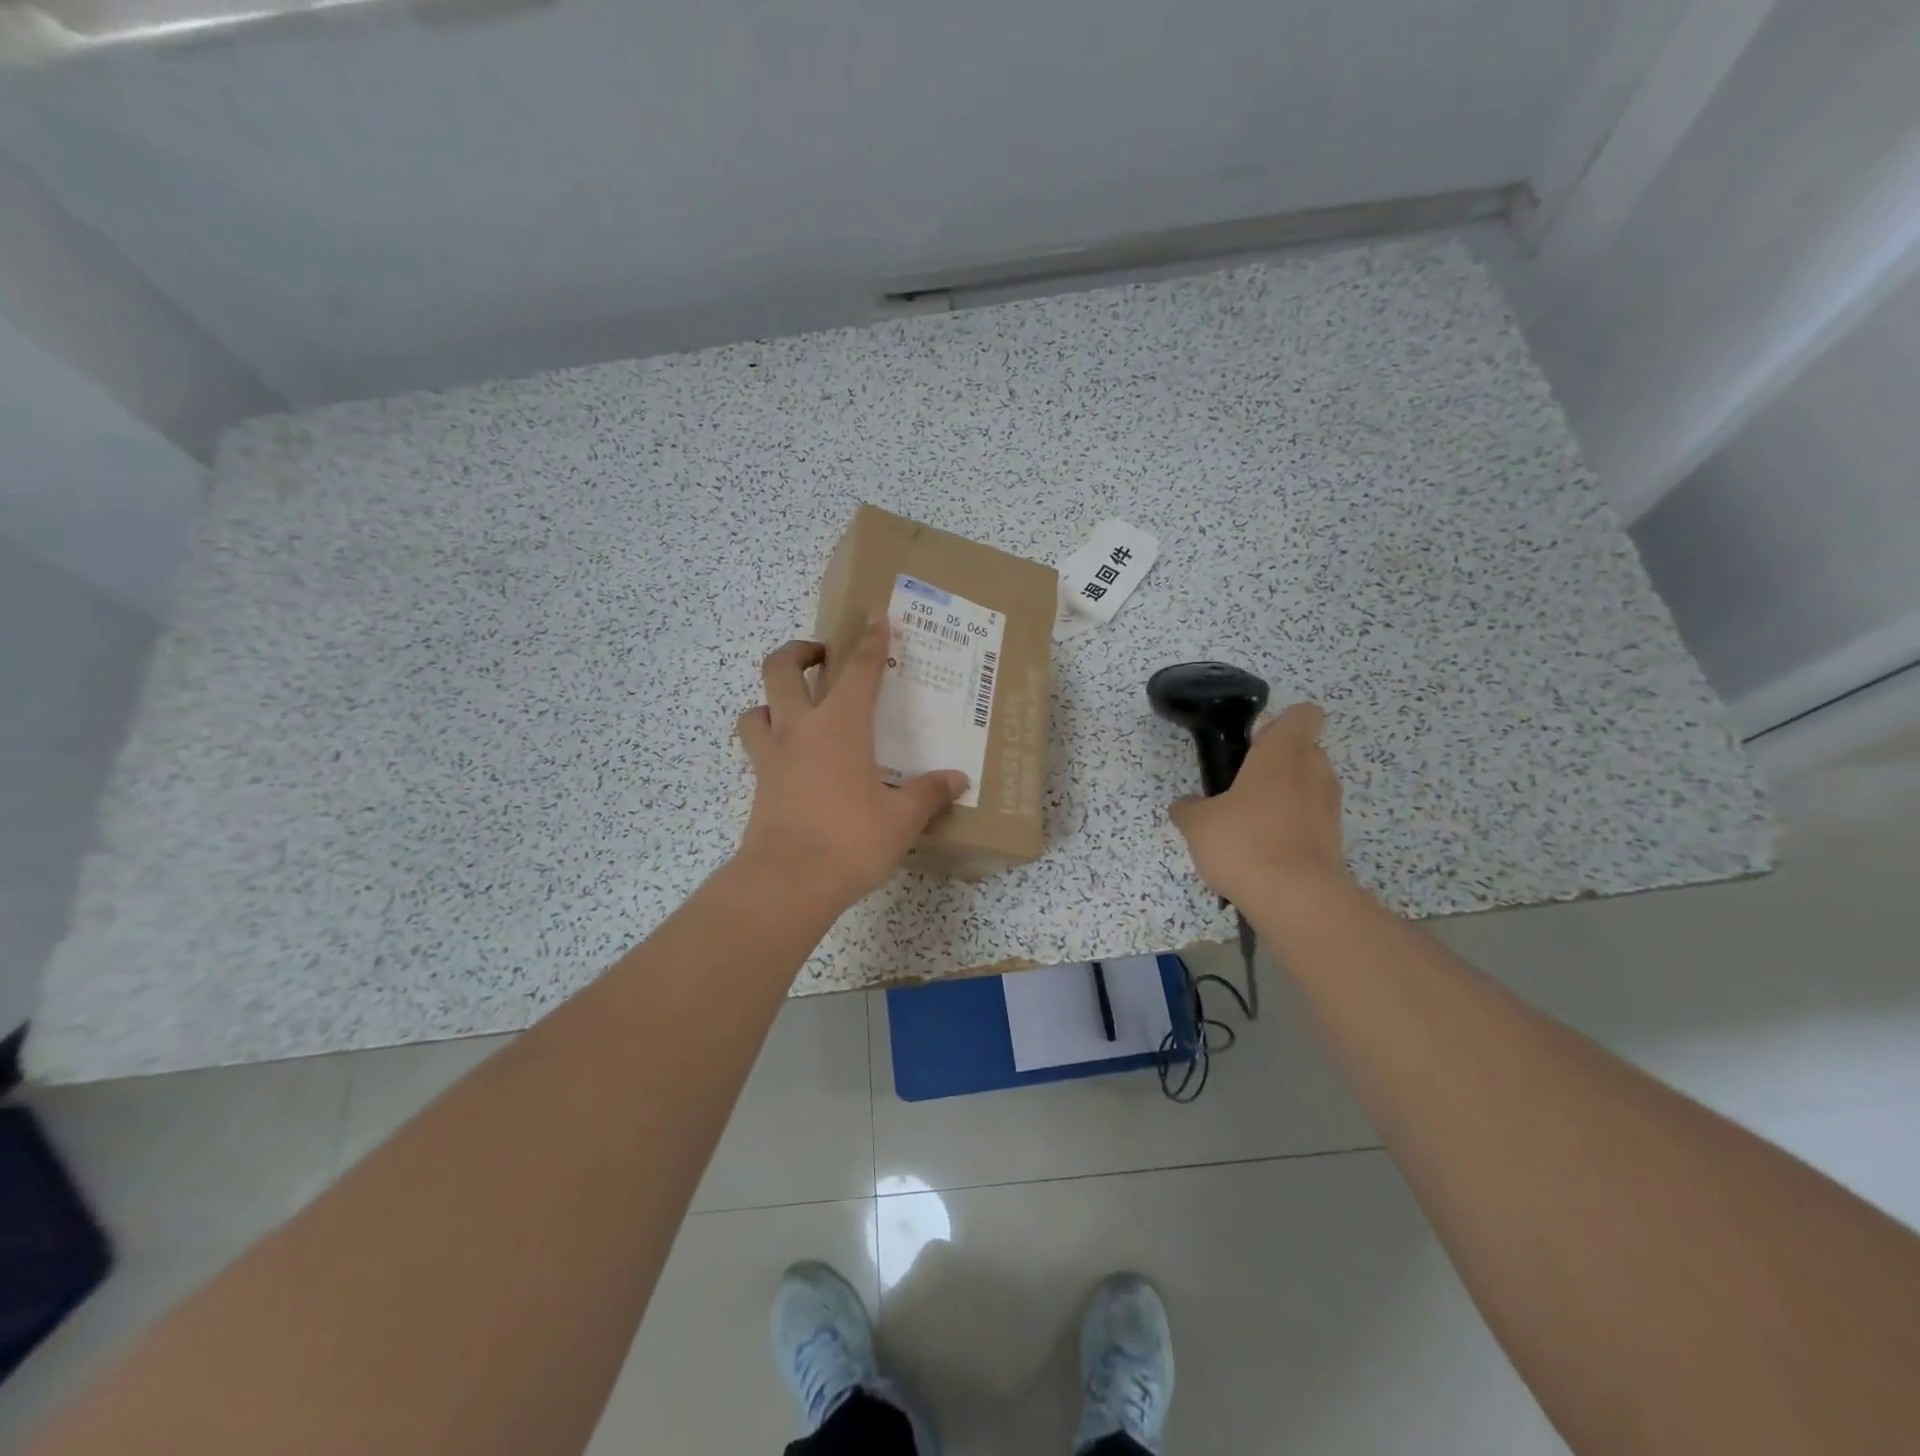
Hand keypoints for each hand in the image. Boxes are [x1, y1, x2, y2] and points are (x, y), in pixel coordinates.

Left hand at [734, 620, 967, 906]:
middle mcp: (800, 729)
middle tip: (821, 654)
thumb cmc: (850, 841)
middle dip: (799, 651)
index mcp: (840, 726)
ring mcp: (772, 757)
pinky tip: (791, 759)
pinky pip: (757, 747)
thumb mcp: (901, 819)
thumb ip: (928, 794)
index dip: (871, 642)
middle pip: (782, 669)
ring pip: (756, 708)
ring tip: (794, 708)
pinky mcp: (760, 785)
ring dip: (771, 698)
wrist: (787, 883)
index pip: (859, 670)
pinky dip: (768, 739)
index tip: (875, 618)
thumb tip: (957, 780)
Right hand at [1167, 702, 1349, 907]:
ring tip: (1250, 823)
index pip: (1302, 715)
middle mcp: (1314, 772)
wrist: (1296, 901)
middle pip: (1304, 751)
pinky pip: (1311, 821)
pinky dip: (1292, 829)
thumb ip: (1188, 808)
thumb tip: (1186, 805)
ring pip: (1309, 787)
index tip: (1252, 744)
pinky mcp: (1335, 841)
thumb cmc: (1245, 843)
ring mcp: (1329, 808)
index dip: (1278, 724)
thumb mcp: (1197, 824)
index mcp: (1283, 754)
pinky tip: (1263, 853)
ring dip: (1285, 797)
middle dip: (1277, 763)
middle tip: (1241, 786)